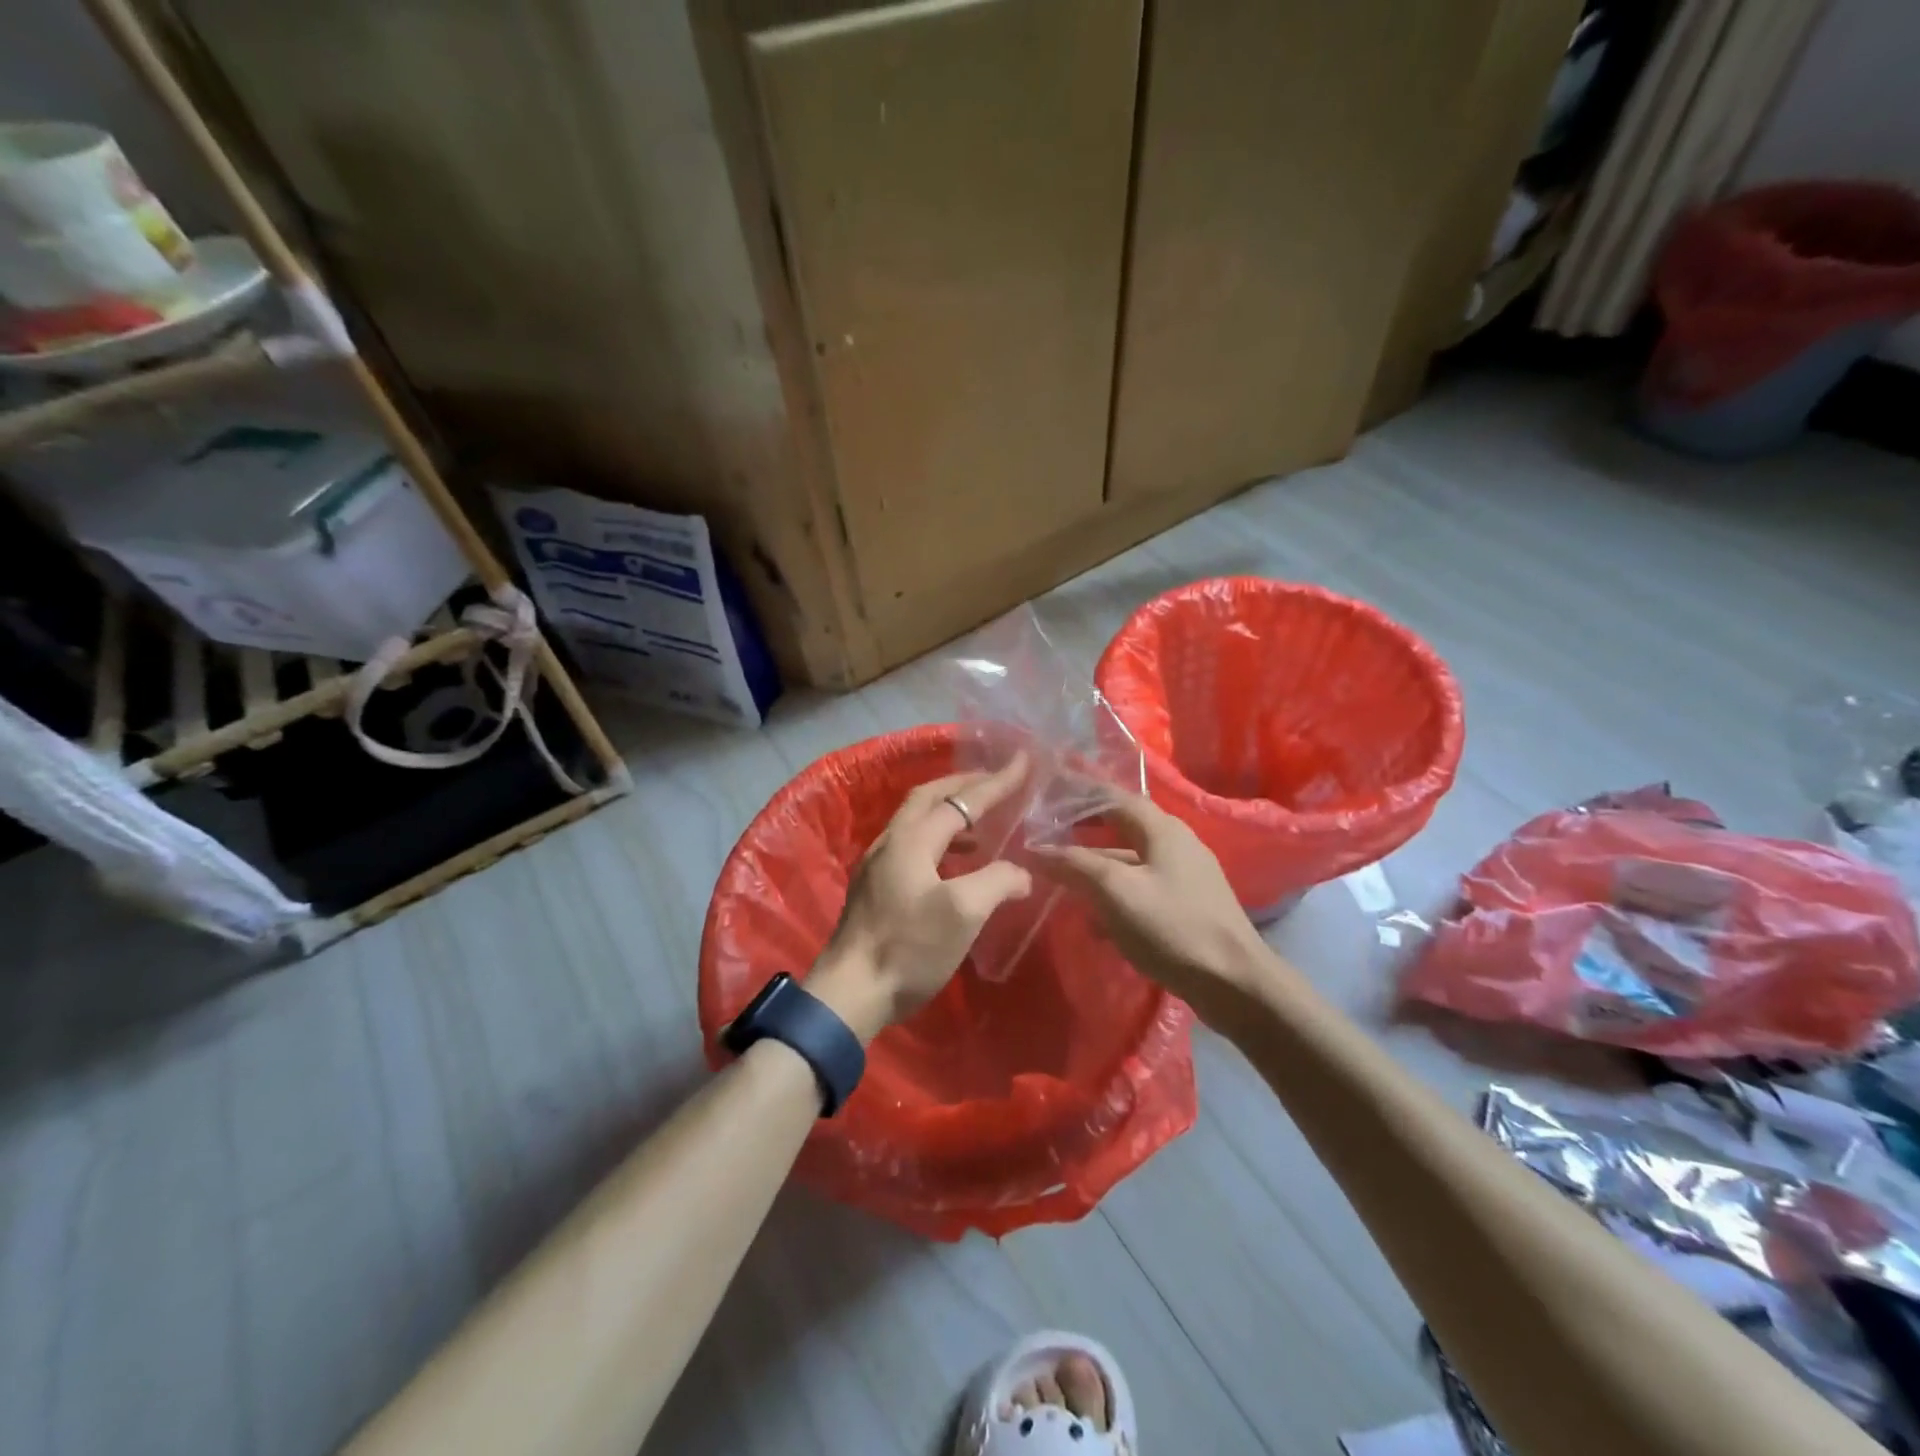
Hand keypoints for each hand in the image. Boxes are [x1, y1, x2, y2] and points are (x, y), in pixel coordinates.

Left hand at [808, 755, 1033, 1042]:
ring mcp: (877, 865)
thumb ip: (997, 882)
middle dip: (965, 785)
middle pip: (929, 797)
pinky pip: (911, 845)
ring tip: (983, 824)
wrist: (849, 993)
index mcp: (911, 839)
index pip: (960, 801)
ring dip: (951, 812)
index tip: (1023, 762)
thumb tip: (1021, 873)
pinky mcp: (873, 888)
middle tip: (997, 781)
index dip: (995, 782)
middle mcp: (890, 842)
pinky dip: (939, 839)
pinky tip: (954, 864)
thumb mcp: (963, 913)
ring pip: (917, 821)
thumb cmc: (908, 948)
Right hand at [1039, 792, 1298, 1028]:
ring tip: (1061, 882)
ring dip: (1096, 869)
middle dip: (1084, 833)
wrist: (1235, 983)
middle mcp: (1176, 844)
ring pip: (1130, 862)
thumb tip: (1036, 849)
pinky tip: (1096, 923)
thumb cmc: (1172, 927)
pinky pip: (1141, 890)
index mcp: (1162, 829)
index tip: (1047, 794)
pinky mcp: (1187, 907)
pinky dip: (1114, 897)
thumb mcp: (1115, 891)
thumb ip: (1074, 865)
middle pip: (1122, 828)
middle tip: (1048, 837)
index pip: (1113, 797)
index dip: (1079, 794)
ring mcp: (1185, 877)